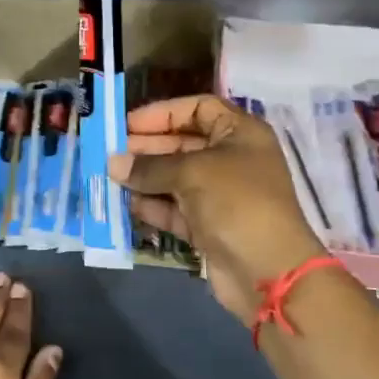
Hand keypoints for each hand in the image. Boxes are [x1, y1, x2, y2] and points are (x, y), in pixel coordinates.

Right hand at [108, 95, 330, 322]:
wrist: (267, 270)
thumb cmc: (236, 203)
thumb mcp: (192, 173)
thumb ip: (150, 166)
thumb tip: (113, 163)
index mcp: (240, 133)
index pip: (198, 109)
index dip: (163, 113)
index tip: (128, 124)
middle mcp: (231, 159)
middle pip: (183, 143)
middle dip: (147, 147)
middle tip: (111, 154)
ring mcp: (220, 195)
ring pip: (175, 178)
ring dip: (145, 178)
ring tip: (110, 178)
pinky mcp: (209, 225)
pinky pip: (175, 208)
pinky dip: (153, 206)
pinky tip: (127, 204)